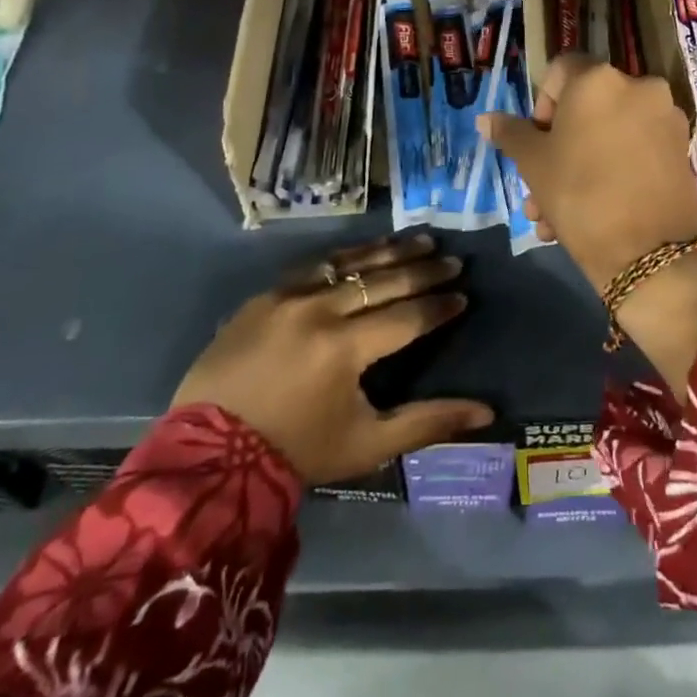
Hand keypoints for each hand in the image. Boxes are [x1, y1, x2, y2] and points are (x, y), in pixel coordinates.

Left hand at [171, 235, 492, 485]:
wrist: (210, 455)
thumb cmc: (297, 452)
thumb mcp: (368, 445)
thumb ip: (427, 423)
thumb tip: (486, 412)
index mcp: (345, 348)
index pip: (407, 317)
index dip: (439, 307)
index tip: (463, 296)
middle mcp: (320, 310)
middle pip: (384, 281)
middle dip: (424, 271)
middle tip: (453, 261)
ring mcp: (288, 296)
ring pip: (351, 263)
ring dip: (390, 251)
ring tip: (421, 240)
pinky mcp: (265, 295)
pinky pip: (316, 266)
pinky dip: (347, 258)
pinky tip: (366, 251)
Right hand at [480, 56, 696, 392]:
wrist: (650, 254)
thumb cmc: (580, 194)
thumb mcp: (533, 164)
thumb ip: (511, 133)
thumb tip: (486, 118)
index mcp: (599, 79)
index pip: (560, 71)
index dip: (541, 103)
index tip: (536, 141)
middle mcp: (639, 86)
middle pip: (586, 107)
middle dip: (558, 147)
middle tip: (539, 187)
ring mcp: (665, 118)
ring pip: (609, 134)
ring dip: (580, 166)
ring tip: (555, 216)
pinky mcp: (681, 149)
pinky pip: (635, 150)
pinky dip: (613, 171)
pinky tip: (592, 214)